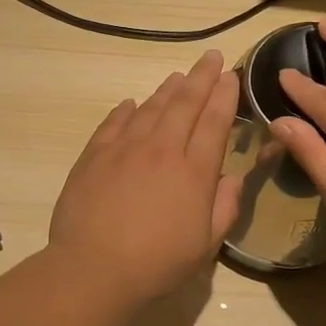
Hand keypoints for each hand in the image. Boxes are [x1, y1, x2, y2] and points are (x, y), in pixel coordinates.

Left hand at [48, 49, 243, 304]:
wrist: (93, 268)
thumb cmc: (157, 263)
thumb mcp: (205, 245)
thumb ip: (225, 207)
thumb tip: (232, 177)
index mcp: (194, 171)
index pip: (215, 122)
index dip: (225, 95)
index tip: (230, 75)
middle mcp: (162, 149)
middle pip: (185, 103)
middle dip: (201, 77)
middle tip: (211, 57)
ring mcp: (125, 148)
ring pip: (151, 107)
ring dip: (167, 89)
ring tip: (178, 75)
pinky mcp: (95, 155)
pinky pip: (114, 123)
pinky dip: (127, 110)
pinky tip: (132, 103)